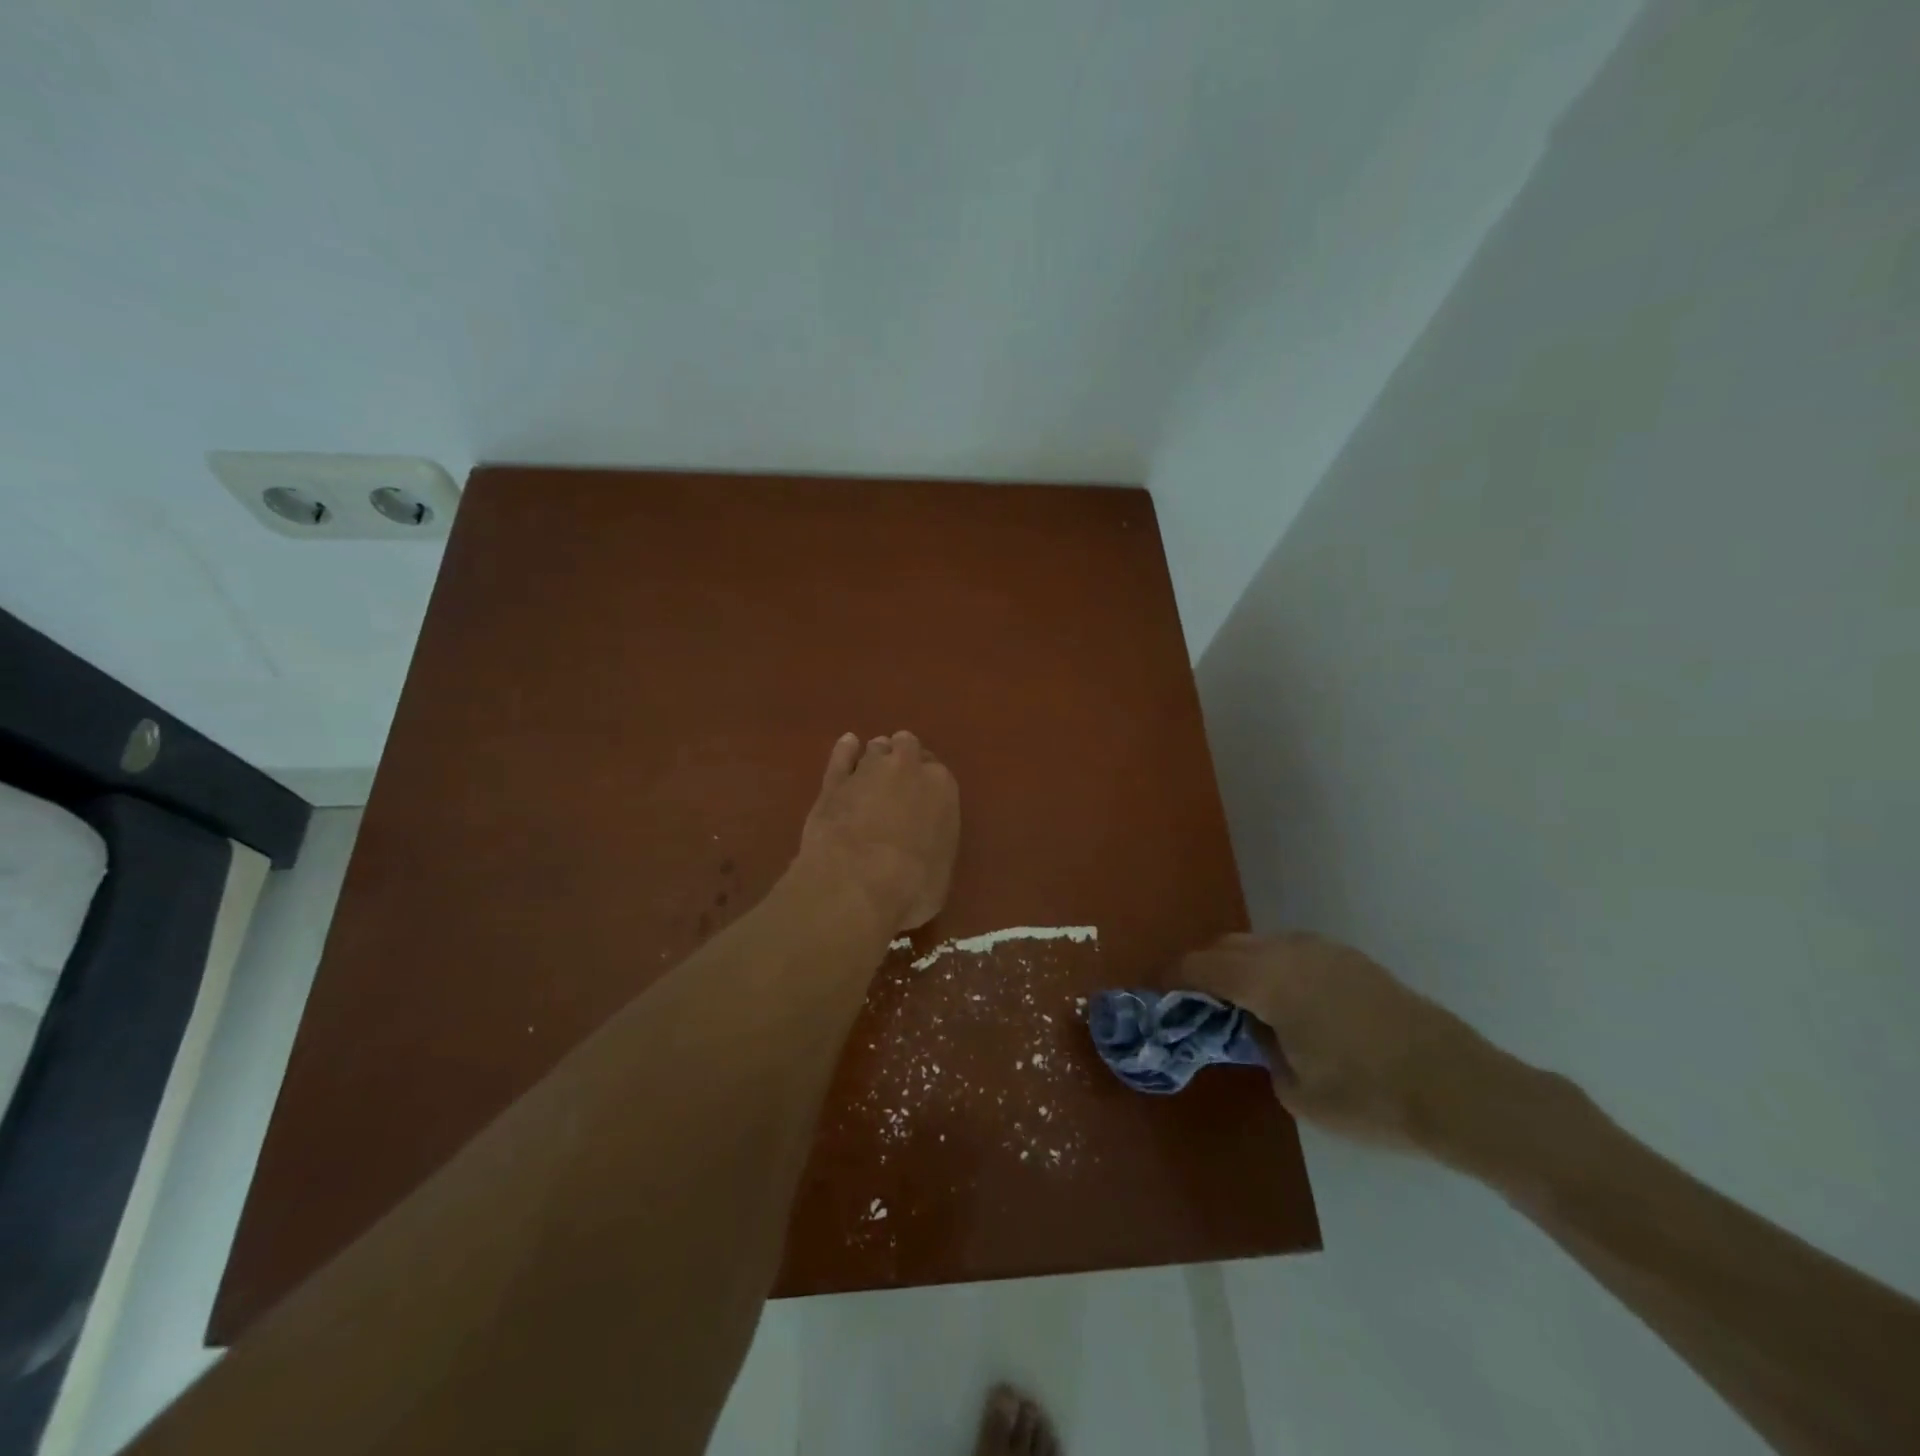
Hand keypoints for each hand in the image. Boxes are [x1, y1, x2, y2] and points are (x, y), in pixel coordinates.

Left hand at [797, 732, 959, 935]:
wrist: (858, 884)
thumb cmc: (913, 886)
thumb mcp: (940, 871)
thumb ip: (933, 844)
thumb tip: (921, 848)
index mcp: (942, 787)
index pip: (937, 771)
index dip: (927, 782)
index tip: (922, 797)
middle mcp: (907, 768)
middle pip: (907, 747)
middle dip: (903, 759)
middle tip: (898, 781)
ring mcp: (867, 770)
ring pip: (875, 748)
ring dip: (876, 757)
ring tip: (872, 773)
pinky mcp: (833, 782)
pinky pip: (841, 755)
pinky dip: (845, 751)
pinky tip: (847, 747)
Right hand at [1176, 932, 1519, 1157]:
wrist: (1460, 1088)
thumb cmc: (1369, 1097)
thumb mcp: (1297, 1090)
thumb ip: (1262, 1050)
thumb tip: (1260, 1031)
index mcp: (1267, 979)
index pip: (1201, 966)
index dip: (1172, 977)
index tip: (1154, 992)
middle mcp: (1290, 950)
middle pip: (1227, 945)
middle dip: (1203, 968)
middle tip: (1193, 1002)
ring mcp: (1324, 950)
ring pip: (1261, 944)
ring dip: (1239, 965)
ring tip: (1237, 1002)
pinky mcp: (1351, 959)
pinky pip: (1292, 951)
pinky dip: (1272, 967)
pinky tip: (1285, 1002)